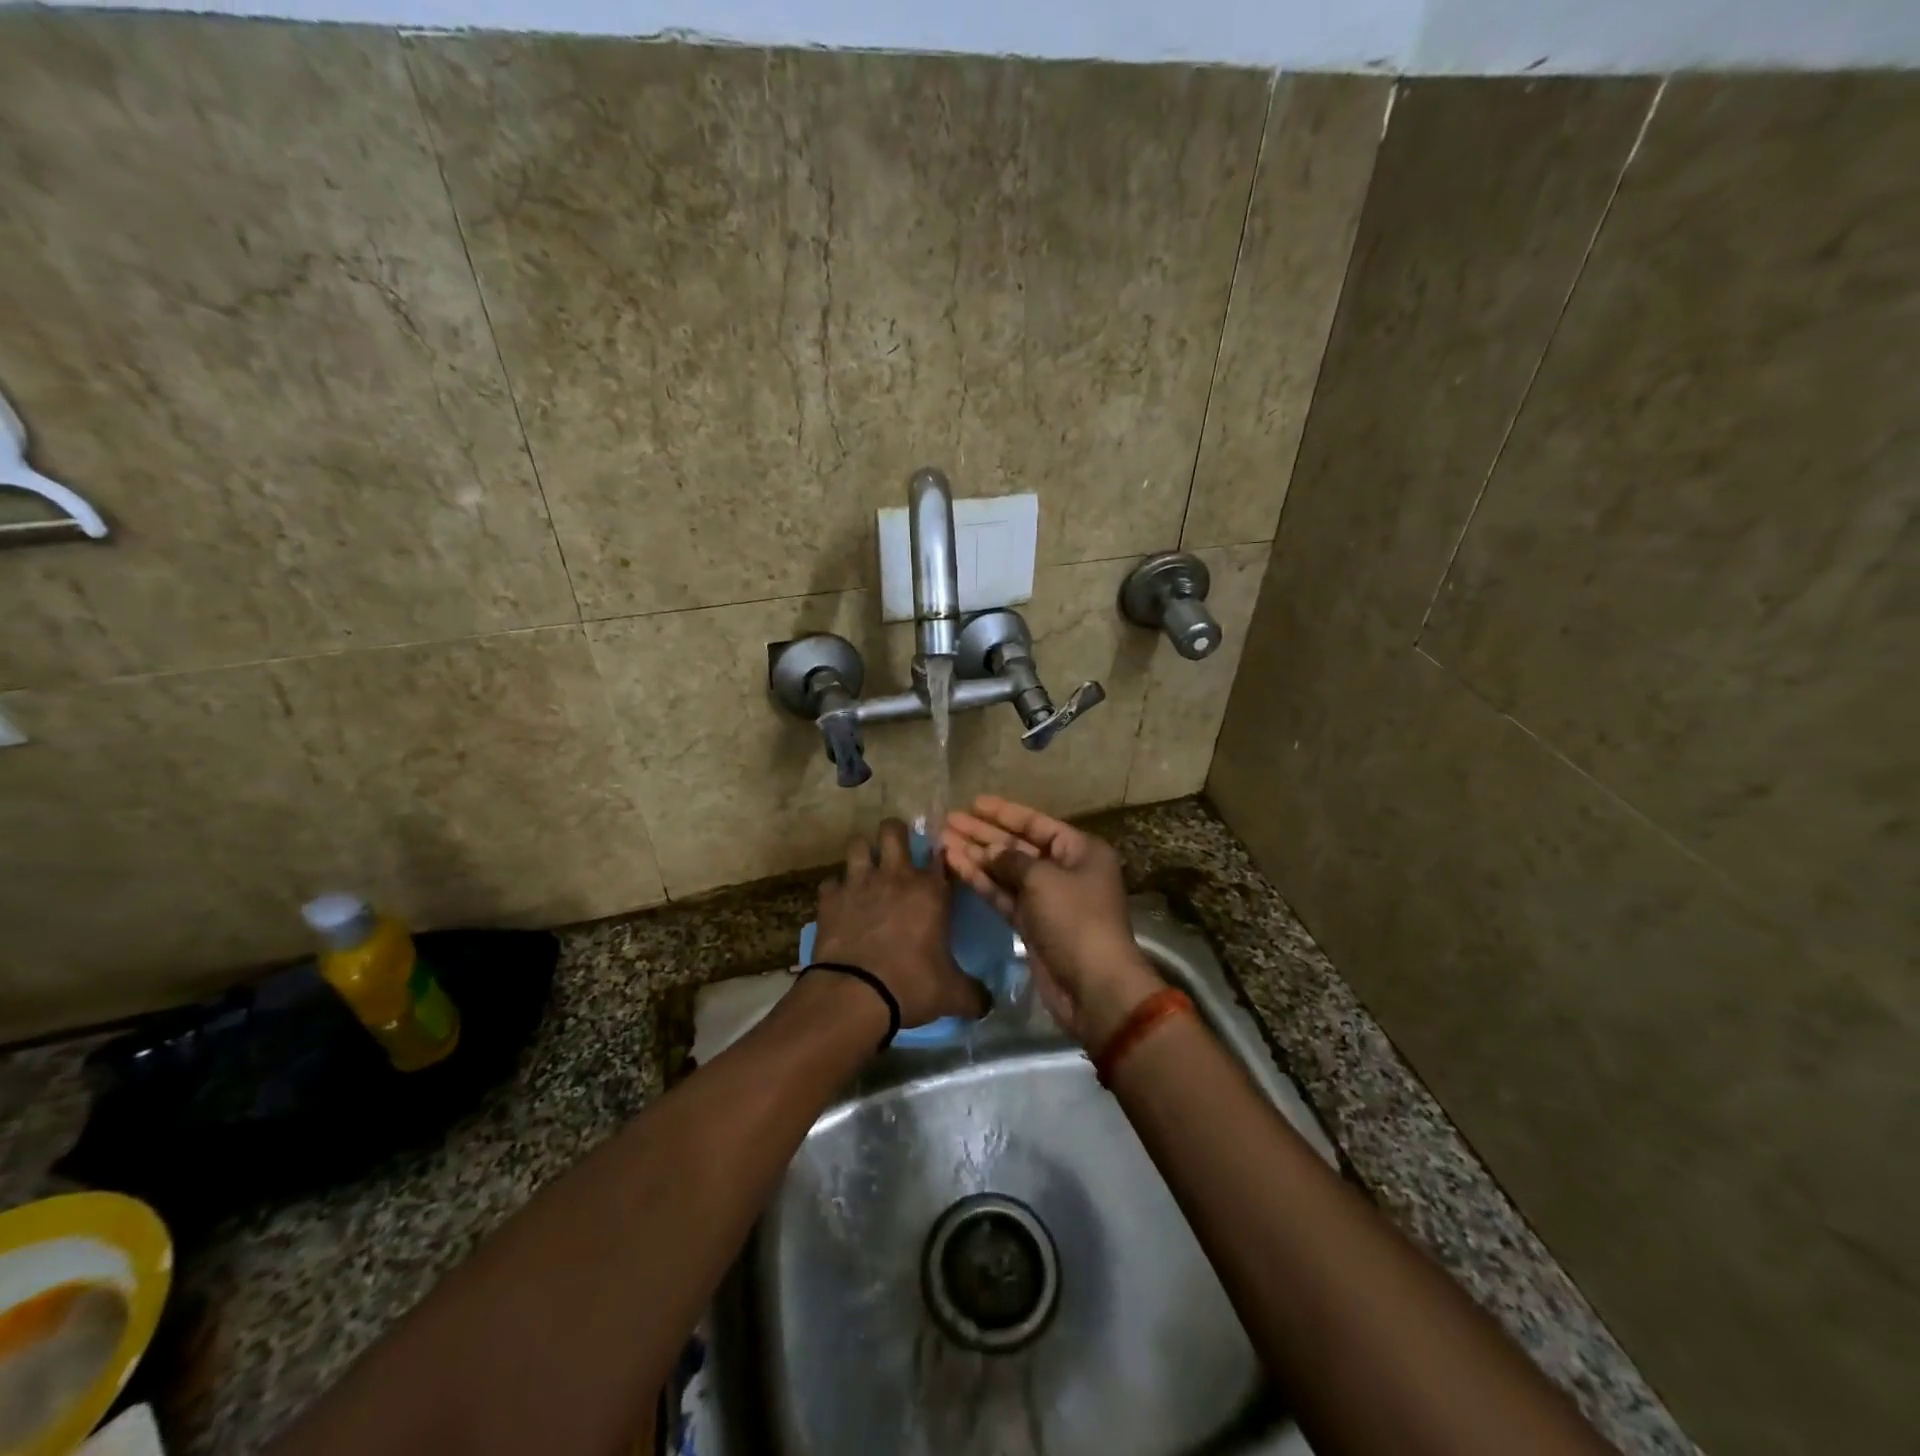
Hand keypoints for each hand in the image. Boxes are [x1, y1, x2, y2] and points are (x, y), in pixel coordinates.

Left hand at [811, 818, 987, 1029]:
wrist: (855, 994)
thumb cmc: (911, 985)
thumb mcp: (952, 994)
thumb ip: (974, 994)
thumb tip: (988, 1003)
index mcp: (930, 891)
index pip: (939, 854)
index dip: (940, 853)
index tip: (939, 860)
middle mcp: (895, 876)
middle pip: (893, 830)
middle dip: (895, 833)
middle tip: (897, 850)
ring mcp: (859, 882)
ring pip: (857, 844)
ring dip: (862, 853)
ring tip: (866, 870)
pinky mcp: (830, 898)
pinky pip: (831, 881)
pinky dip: (836, 889)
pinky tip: (840, 903)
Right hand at [942, 796, 1163, 1048]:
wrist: (1093, 986)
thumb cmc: (1075, 920)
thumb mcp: (1043, 879)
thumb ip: (1011, 859)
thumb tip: (990, 852)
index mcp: (1080, 851)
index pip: (1036, 823)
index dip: (1004, 812)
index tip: (973, 803)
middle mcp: (1064, 870)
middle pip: (1018, 845)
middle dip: (984, 834)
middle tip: (949, 821)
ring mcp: (1047, 899)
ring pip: (1006, 871)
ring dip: (976, 857)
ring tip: (942, 842)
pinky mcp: (1031, 925)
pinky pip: (1003, 895)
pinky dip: (981, 882)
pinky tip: (955, 866)